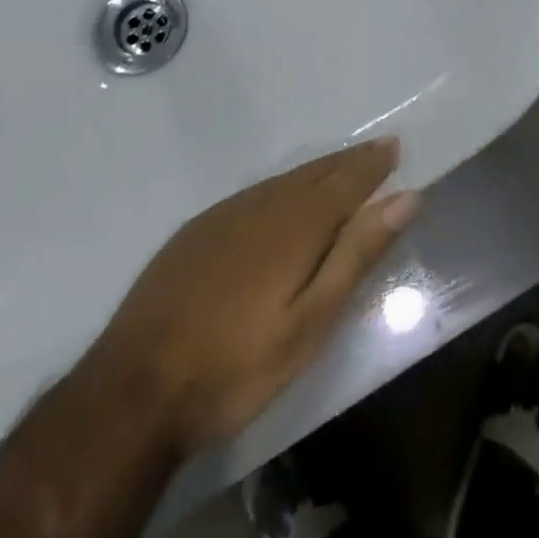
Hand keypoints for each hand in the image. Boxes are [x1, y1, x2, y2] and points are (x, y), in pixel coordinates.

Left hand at [93, 139, 417, 454]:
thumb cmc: (237, 365)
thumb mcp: (310, 322)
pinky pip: (254, 193)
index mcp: (296, 224)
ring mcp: (224, 215)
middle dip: (349, 161)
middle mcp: (263, 204)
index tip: (395, 147)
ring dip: (317, 170)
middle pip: (316, 173)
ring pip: (284, 180)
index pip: (346, 181)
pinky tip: (283, 196)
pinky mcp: (197, 231)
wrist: (134, 390)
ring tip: (339, 166)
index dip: (373, 165)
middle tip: (377, 151)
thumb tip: (404, 198)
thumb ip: (356, 255)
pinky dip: (282, 186)